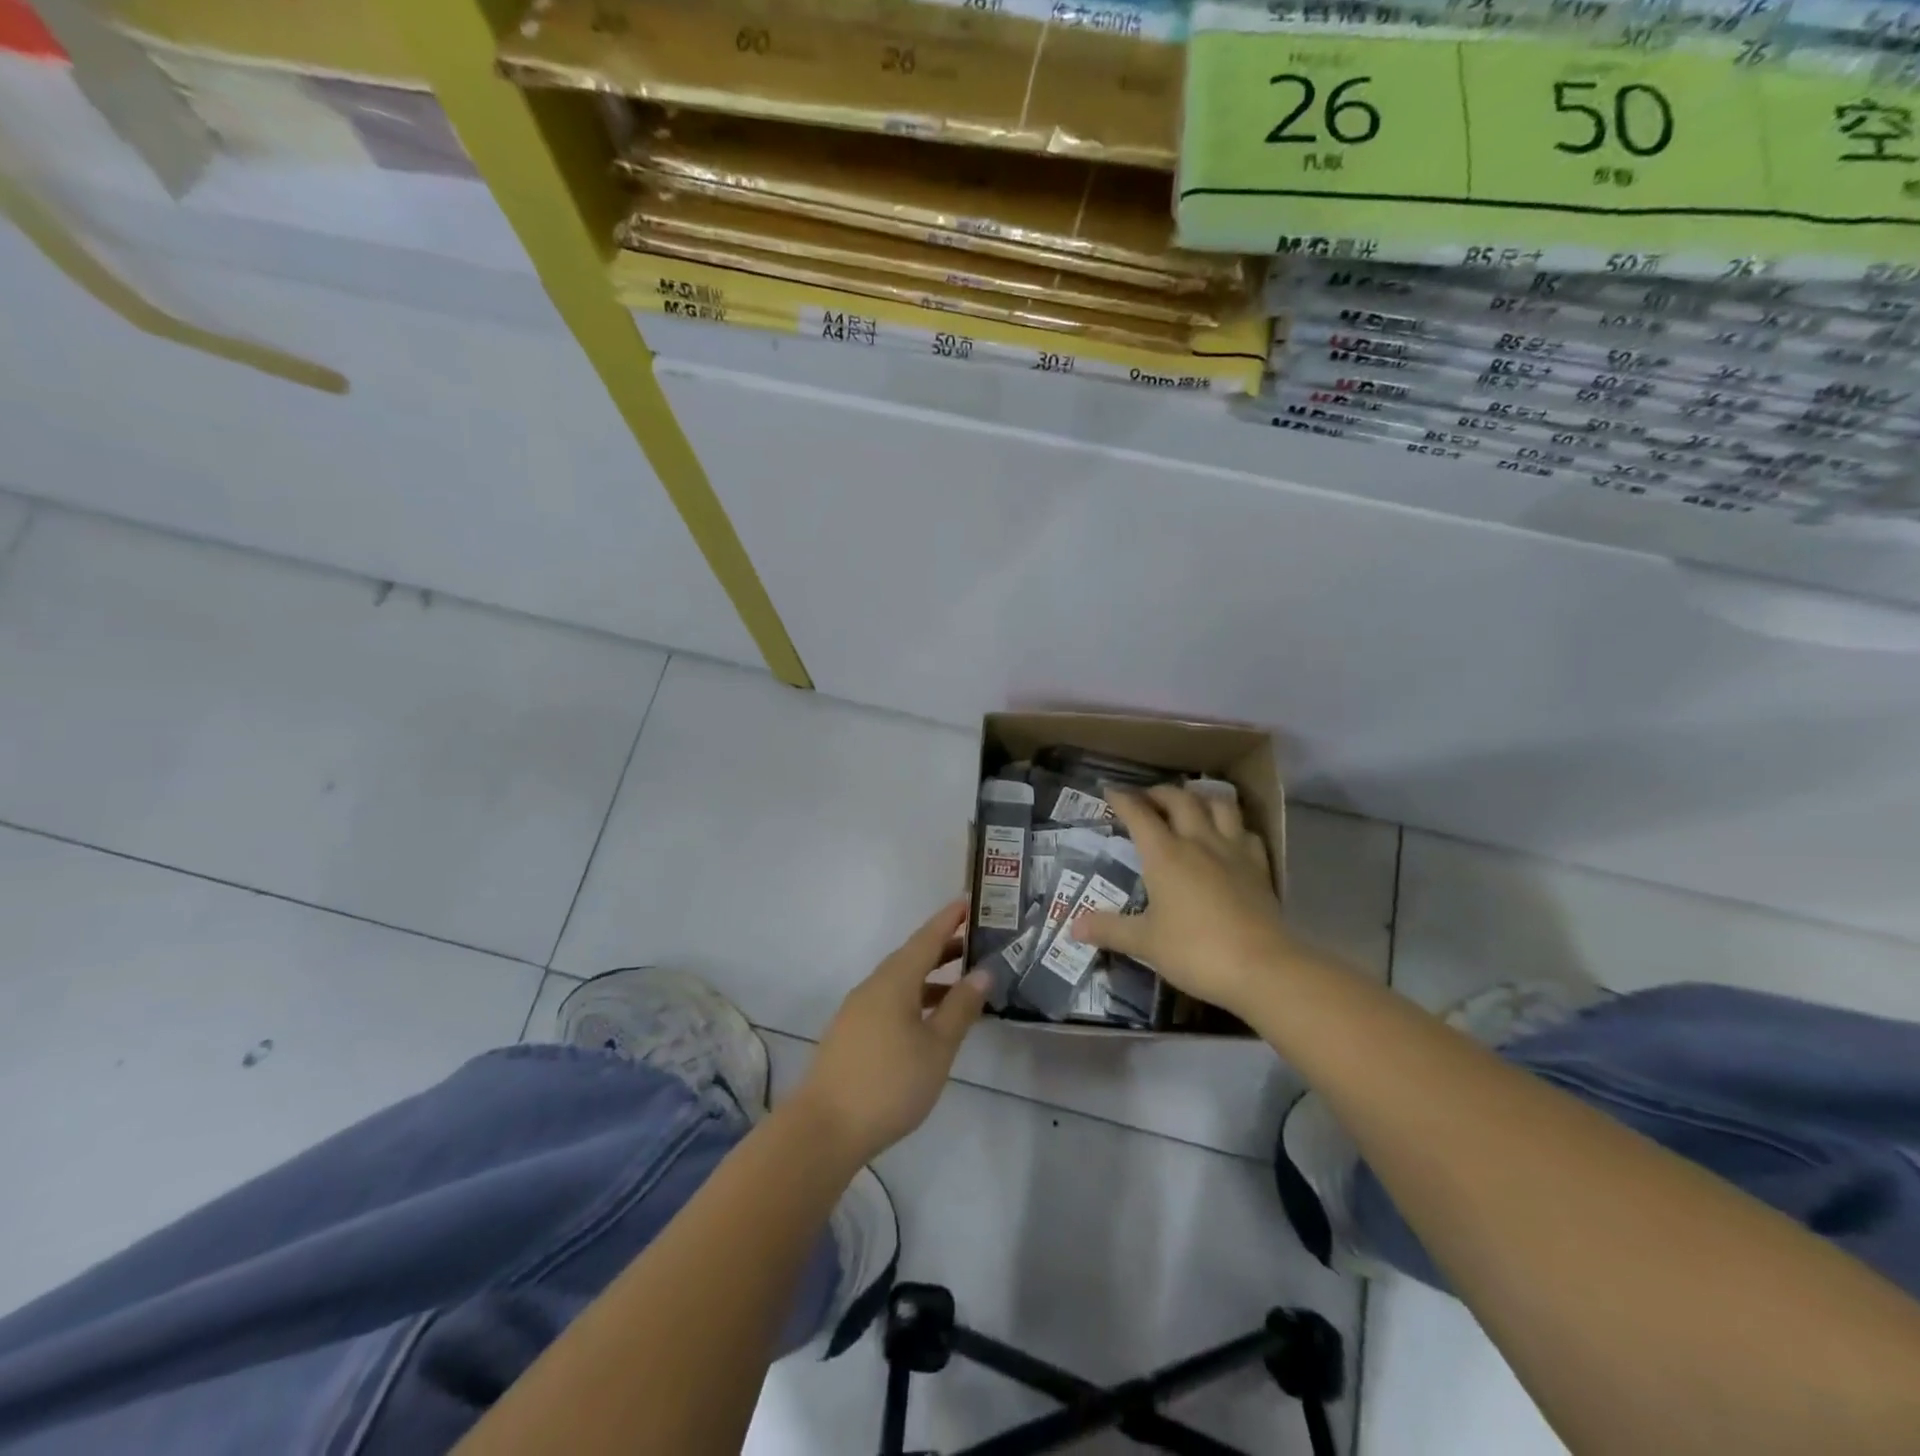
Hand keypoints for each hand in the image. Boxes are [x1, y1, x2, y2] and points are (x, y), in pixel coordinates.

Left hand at [793, 899, 989, 1166]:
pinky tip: (929, 1020)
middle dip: (944, 946)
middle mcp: (874, 986)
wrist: (824, 1128)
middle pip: (912, 956)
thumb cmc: (889, 1083)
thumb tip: (983, 972)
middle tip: (976, 941)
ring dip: (930, 976)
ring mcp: (859, 1009)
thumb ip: (961, 1008)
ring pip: (900, 980)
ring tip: (962, 982)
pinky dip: (915, 997)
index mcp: (894, 981)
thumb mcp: (937, 1047)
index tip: (969, 900)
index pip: (927, 938)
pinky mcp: (852, 1033)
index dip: (949, 919)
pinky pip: (890, 1000)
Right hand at [1073, 786, 1295, 1019]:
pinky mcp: (1259, 868)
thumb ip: (1109, 930)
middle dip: (1160, 793)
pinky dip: (1233, 826)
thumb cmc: (1195, 951)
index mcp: (1165, 855)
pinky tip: (1229, 836)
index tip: (1110, 791)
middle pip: (1180, 800)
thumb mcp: (1145, 943)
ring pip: (1220, 806)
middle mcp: (1199, 842)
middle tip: (1147, 798)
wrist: (1263, 968)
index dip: (1123, 799)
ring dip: (1201, 798)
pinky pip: (1246, 833)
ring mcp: (1233, 852)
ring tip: (1191, 803)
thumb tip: (1073, 926)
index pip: (1139, 814)